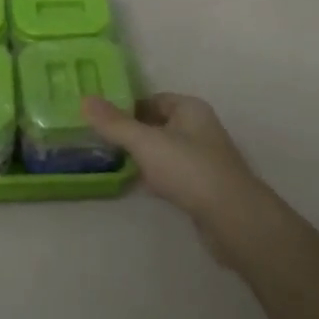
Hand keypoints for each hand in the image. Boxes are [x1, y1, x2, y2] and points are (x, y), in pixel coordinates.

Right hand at [82, 93, 269, 257]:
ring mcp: (203, 158)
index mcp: (190, 109)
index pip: (153, 99)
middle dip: (132, 132)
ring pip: (164, 150)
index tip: (101, 119)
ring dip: (143, 156)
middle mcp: (199, 128)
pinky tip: (139, 186)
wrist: (233, 218)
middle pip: (158, 124)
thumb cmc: (189, 169)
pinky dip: (155, 177)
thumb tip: (85, 99)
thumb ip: (115, 123)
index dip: (127, 107)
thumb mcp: (146, 142)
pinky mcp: (203, 186)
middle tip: (100, 141)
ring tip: (113, 163)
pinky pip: (172, 174)